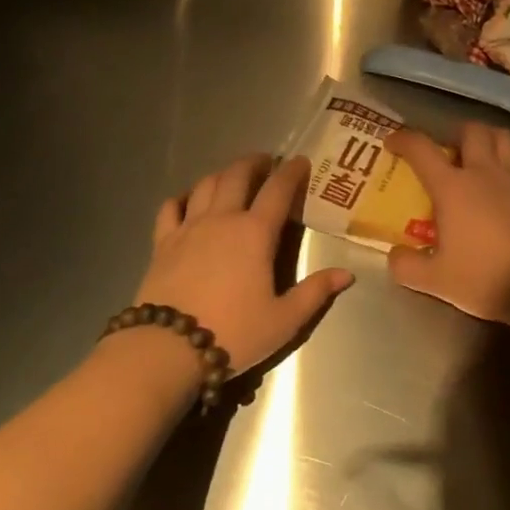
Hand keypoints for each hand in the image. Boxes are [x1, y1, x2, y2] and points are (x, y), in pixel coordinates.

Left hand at [138, 154, 352, 372]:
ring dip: (223, 173)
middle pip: (238, 175)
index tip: (301, 162)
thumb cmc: (233, 332)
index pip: (278, 189)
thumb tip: (347, 274)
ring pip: (206, 184)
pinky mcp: (163, 242)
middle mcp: (222, 219)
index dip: (292, 171)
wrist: (168, 348)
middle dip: (255, 163)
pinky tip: (189, 201)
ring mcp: (189, 227)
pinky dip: (183, 197)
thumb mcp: (284, 320)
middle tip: (266, 162)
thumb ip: (315, 292)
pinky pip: (171, 207)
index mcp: (255, 232)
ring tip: (233, 176)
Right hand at [384, 123, 509, 326]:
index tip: (392, 142)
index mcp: (453, 188)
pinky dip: (509, 158)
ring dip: (486, 138)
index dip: (403, 139)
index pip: (422, 149)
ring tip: (477, 155)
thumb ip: (407, 266)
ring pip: (502, 137)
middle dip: (453, 133)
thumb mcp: (436, 281)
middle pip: (470, 131)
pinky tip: (504, 178)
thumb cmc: (486, 278)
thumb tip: (394, 255)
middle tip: (445, 151)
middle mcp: (484, 172)